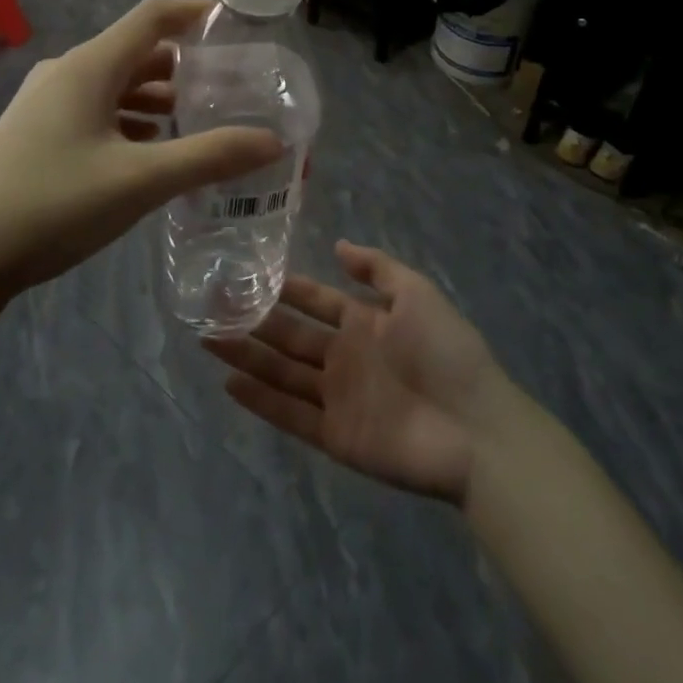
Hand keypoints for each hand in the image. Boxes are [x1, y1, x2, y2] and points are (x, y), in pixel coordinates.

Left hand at [0, 0, 283, 306]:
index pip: (151, 17)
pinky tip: (150, 151)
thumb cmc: (53, 205)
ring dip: (157, 97)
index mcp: (89, 67)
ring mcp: (45, 105)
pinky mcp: (35, 134)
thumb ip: (210, 157)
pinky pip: (95, 112)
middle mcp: (66, 74)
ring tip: (197, 121)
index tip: (235, 23)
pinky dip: (130, 121)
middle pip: (135, 52)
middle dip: (184, 66)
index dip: (194, 12)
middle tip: (229, 87)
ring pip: (115, 86)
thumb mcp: (141, 181)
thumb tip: (273, 141)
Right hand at [205, 242, 505, 504]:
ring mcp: (338, 398)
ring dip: (247, 357)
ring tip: (207, 338)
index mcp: (365, 323)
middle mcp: (345, 358)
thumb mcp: (418, 294)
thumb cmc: (446, 352)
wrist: (475, 428)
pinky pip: (290, 415)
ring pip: (282, 373)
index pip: (316, 301)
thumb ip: (377, 269)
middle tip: (211, 307)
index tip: (246, 274)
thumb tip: (338, 246)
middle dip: (253, 321)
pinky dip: (260, 401)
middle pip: (290, 337)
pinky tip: (228, 383)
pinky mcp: (335, 436)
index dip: (285, 290)